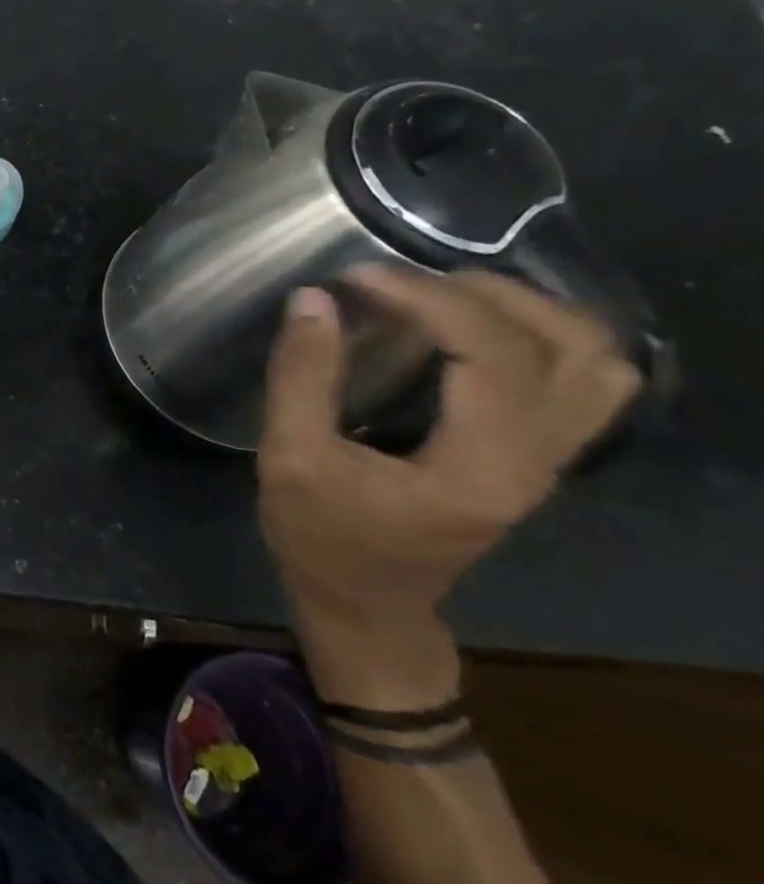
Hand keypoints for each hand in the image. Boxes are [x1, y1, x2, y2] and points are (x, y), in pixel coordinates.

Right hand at [258, 268, 640, 630]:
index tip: (355, 279)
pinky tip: (474, 327)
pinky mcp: (537, 455)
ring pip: (594, 359)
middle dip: (481, 293)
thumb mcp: (290, 457)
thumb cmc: (321, 537)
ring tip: (441, 295)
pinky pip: (581, 378)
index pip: (490, 353)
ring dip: (526, 309)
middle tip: (400, 283)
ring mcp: (549, 459)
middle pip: (568, 345)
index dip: (426, 299)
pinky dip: (541, 336)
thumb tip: (313, 299)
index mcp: (480, 466)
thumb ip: (301, 377)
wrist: (365, 604)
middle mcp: (538, 460)